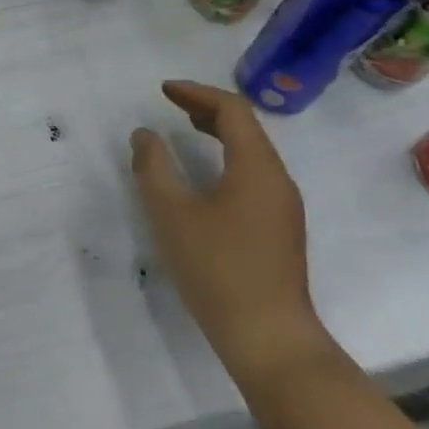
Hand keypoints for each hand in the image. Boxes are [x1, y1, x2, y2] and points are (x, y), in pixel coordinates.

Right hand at [129, 81, 332, 385]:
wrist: (268, 337)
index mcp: (256, 167)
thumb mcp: (171, 213)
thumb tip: (145, 135)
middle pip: (246, 127)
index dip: (196, 93)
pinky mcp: (279, 229)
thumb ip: (153, 167)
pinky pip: (254, 174)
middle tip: (171, 103)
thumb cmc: (217, 268)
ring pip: (252, 152)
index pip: (232, 109)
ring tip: (184, 130)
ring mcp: (283, 206)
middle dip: (206, 109)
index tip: (163, 91)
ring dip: (218, 133)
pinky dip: (226, 158)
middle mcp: (277, 179)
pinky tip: (204, 177)